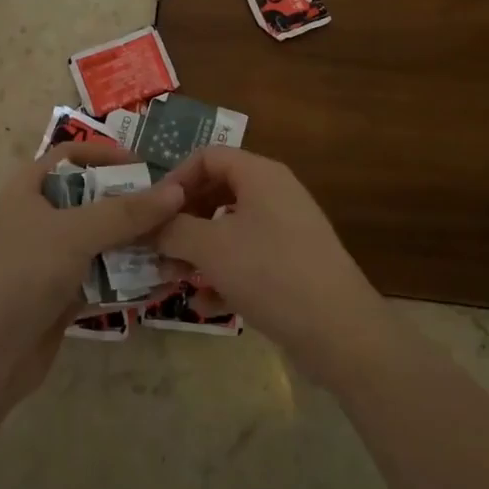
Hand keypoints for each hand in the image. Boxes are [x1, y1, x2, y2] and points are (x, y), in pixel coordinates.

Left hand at [0, 140, 184, 401]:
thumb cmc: (23, 275)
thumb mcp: (76, 233)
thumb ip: (127, 212)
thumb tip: (177, 191)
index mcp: (30, 188)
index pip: (72, 154)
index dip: (107, 155)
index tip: (146, 168)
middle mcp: (39, 217)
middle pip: (93, 198)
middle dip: (132, 204)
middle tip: (174, 210)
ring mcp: (49, 258)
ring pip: (100, 240)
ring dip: (136, 243)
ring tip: (177, 245)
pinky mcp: (60, 294)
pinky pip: (101, 276)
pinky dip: (128, 277)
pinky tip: (162, 280)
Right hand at [158, 148, 392, 388]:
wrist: (339, 331)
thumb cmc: (270, 273)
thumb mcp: (211, 248)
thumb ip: (173, 230)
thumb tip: (148, 225)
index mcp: (259, 174)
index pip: (208, 157)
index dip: (175, 179)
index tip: (151, 212)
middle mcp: (274, 193)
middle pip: (217, 192)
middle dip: (183, 221)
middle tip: (156, 249)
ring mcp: (285, 230)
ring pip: (229, 229)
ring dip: (197, 251)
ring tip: (172, 279)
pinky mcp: (291, 264)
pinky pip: (247, 258)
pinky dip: (223, 274)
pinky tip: (203, 304)